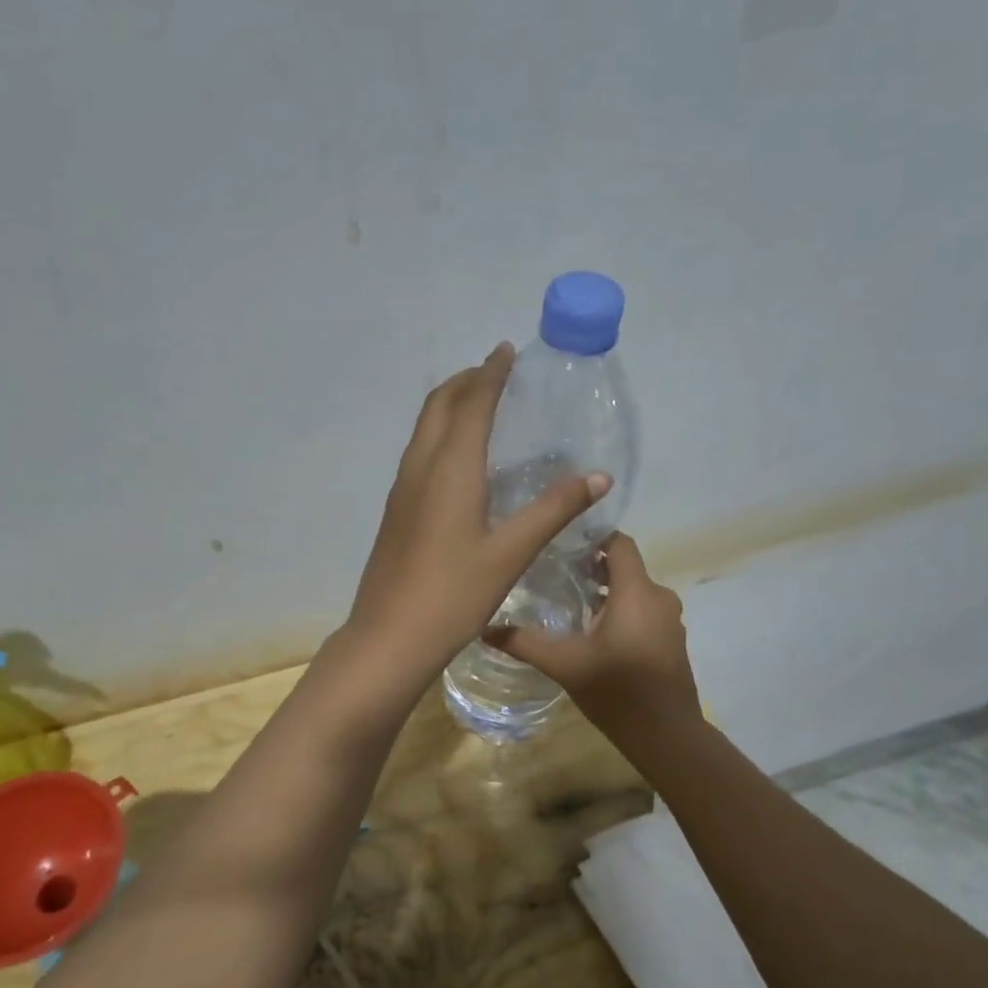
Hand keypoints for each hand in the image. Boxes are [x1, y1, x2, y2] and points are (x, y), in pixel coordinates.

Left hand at [343, 344, 610, 685]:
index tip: (506, 351)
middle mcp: (420, 468)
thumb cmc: (453, 594)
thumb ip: (553, 510)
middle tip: (494, 371)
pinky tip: (458, 459)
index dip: (490, 374)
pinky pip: (418, 453)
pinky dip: (440, 434)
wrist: (390, 636)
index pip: (471, 403)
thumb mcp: (511, 553)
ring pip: (424, 429)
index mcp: (450, 469)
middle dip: (465, 381)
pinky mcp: (396, 511)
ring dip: (449, 406)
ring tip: (478, 404)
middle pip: (439, 406)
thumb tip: (598, 476)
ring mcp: (402, 490)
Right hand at [489, 533, 701, 736]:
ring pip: (634, 592)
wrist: (666, 735)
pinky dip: (622, 613)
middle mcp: (659, 597)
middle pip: (625, 567)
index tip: (560, 548)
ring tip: (569, 607)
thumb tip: (484, 628)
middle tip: (554, 578)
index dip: (592, 539)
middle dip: (591, 569)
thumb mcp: (564, 665)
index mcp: (636, 592)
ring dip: (606, 594)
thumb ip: (524, 643)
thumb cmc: (617, 691)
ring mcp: (670, 620)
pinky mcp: (672, 641)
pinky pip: (644, 612)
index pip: (619, 543)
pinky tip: (595, 635)